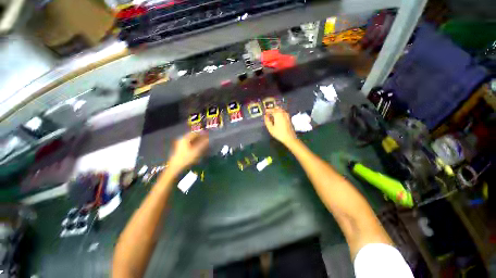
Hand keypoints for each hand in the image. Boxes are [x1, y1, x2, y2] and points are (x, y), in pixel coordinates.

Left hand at [167, 132, 208, 171]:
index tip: (209, 135)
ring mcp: (181, 145)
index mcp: (185, 138)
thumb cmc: (186, 159)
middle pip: (193, 137)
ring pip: (191, 141)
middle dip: (201, 137)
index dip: (202, 133)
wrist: (175, 169)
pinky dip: (195, 145)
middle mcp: (182, 140)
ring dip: (198, 141)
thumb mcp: (197, 151)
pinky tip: (200, 148)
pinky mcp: (181, 150)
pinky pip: (190, 145)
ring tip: (205, 144)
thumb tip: (209, 138)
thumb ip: (203, 144)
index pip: (195, 133)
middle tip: (208, 139)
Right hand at [264, 107, 296, 145]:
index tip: (264, 112)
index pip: (271, 110)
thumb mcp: (270, 128)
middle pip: (276, 108)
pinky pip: (283, 112)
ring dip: (276, 111)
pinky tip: (277, 117)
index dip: (267, 110)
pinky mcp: (289, 118)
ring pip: (280, 110)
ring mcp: (286, 115)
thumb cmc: (279, 133)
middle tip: (268, 112)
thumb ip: (267, 121)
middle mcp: (282, 113)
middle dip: (272, 109)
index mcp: (278, 115)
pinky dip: (279, 113)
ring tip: (272, 115)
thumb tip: (265, 116)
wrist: (289, 138)